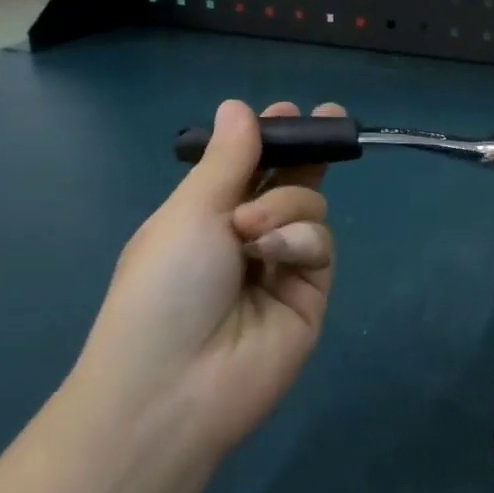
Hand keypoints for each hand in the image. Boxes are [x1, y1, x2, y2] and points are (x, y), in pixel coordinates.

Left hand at [74, 99, 342, 450]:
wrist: (175, 386)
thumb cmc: (163, 288)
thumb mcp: (188, 213)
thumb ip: (228, 160)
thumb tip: (238, 106)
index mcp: (204, 217)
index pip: (246, 169)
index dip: (267, 140)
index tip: (289, 111)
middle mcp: (246, 238)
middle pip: (289, 183)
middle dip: (305, 152)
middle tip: (330, 120)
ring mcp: (281, 267)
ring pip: (310, 208)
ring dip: (286, 206)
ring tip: (252, 230)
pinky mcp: (311, 294)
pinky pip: (320, 246)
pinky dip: (300, 241)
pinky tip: (274, 254)